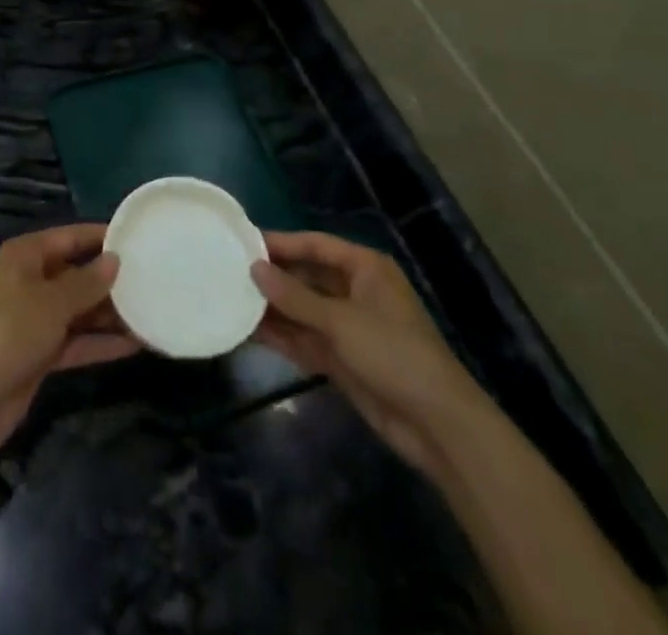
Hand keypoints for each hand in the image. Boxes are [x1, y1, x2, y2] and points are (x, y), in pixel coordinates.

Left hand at [0, 224, 138, 452]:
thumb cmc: (12, 331)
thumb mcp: (53, 302)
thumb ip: (87, 282)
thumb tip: (115, 259)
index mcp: (25, 256)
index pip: (68, 237)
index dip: (99, 237)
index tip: (135, 238)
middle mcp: (29, 281)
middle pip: (75, 273)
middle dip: (108, 279)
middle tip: (150, 279)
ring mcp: (34, 318)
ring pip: (78, 309)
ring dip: (108, 314)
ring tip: (149, 311)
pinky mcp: (40, 352)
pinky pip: (75, 339)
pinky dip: (99, 342)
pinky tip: (133, 344)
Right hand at [252, 232, 479, 468]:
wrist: (437, 425)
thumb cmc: (393, 354)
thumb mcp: (340, 321)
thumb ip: (294, 296)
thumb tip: (254, 268)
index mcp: (364, 269)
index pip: (315, 245)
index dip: (280, 243)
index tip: (243, 242)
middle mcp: (356, 291)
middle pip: (307, 276)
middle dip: (273, 278)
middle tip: (230, 272)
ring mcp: (349, 327)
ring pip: (303, 310)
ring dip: (273, 309)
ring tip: (231, 301)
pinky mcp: (344, 359)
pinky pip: (306, 339)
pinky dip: (282, 337)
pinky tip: (250, 333)